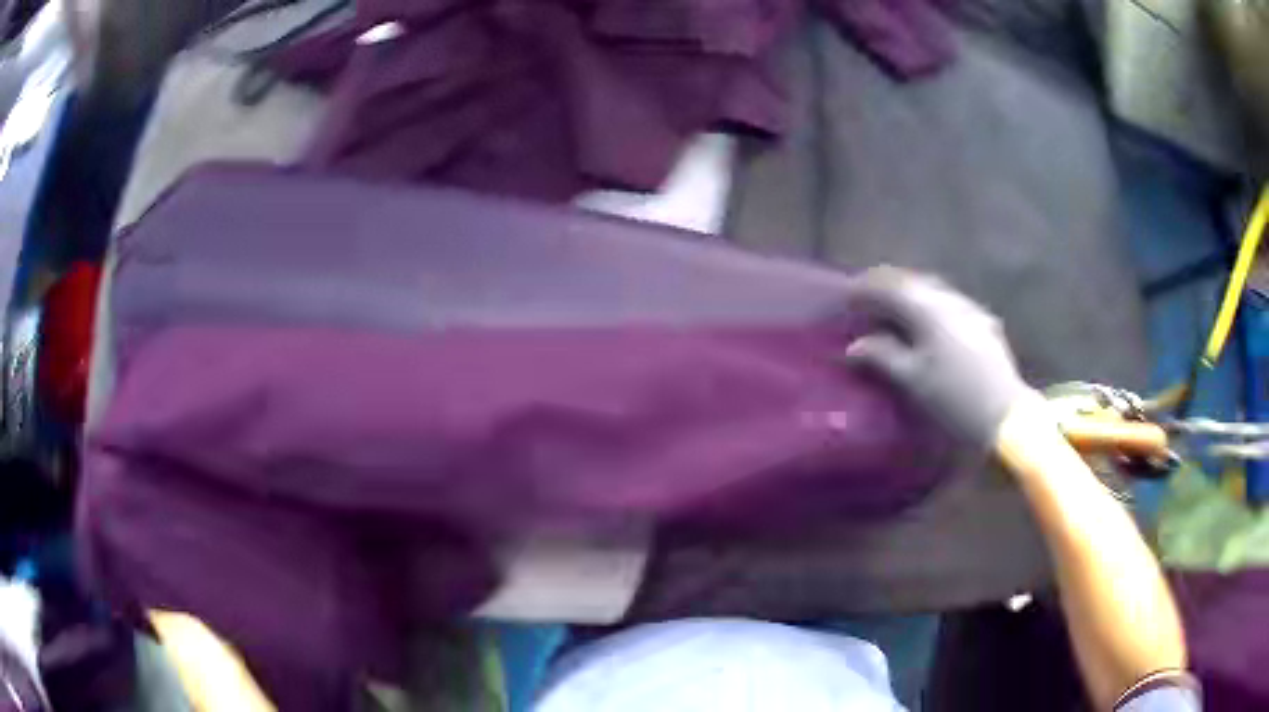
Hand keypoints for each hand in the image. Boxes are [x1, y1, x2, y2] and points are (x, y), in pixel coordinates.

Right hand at [843, 267, 1034, 447]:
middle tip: (868, 301)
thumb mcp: (912, 381)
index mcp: (928, 309)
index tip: (847, 298)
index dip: (865, 289)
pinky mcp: (983, 323)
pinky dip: (930, 306)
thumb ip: (881, 356)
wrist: (1005, 415)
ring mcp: (970, 309)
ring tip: (894, 310)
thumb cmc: (954, 399)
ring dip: (910, 294)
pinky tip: (929, 323)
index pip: (889, 286)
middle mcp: (949, 299)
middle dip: (887, 287)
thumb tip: (853, 346)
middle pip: (912, 281)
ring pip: (932, 290)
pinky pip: (949, 303)